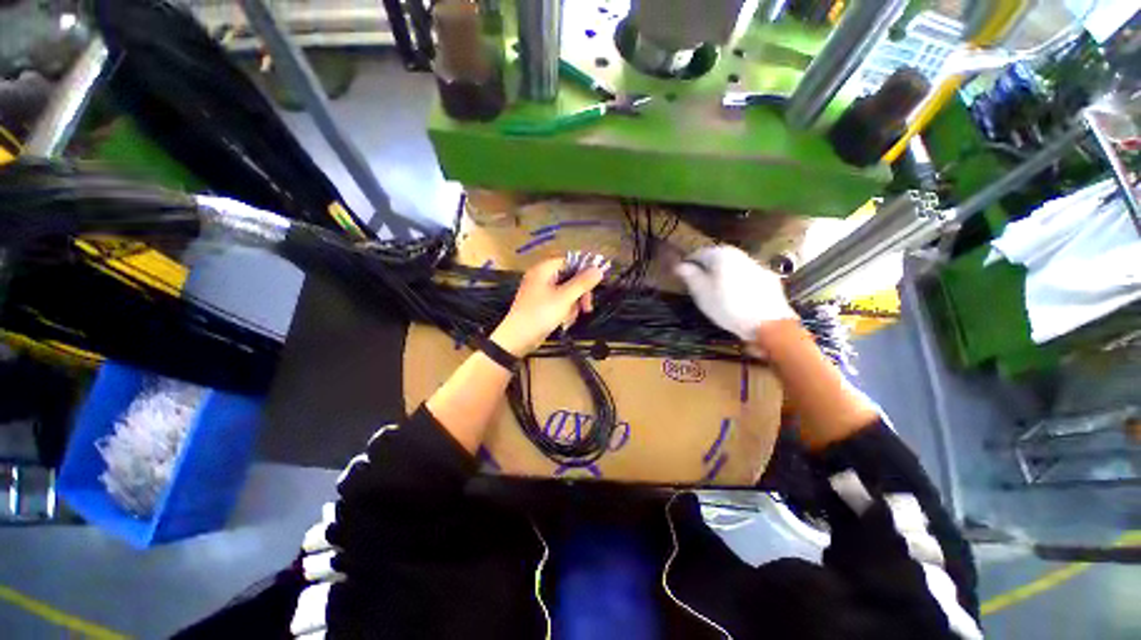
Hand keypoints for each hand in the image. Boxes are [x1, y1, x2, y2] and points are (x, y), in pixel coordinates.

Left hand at [491, 257, 605, 355]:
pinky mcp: (540, 304)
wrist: (518, 338)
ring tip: (570, 318)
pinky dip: (564, 310)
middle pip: (569, 277)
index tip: (594, 284)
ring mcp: (540, 291)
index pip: (569, 261)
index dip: (583, 270)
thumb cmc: (541, 314)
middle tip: (586, 307)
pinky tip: (564, 321)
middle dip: (579, 293)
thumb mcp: (565, 298)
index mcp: (544, 269)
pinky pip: (558, 302)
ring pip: (566, 292)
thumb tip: (599, 269)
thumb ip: (582, 283)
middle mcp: (541, 276)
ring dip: (573, 305)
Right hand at [674, 245, 795, 340]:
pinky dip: (738, 283)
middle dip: (707, 269)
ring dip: (723, 276)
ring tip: (717, 293)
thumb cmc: (727, 306)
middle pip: (717, 258)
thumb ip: (690, 276)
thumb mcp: (701, 292)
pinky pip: (746, 277)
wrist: (767, 322)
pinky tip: (736, 298)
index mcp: (721, 254)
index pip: (698, 253)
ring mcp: (756, 266)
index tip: (683, 276)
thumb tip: (680, 265)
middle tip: (698, 285)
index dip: (688, 264)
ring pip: (733, 267)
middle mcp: (740, 254)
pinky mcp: (768, 279)